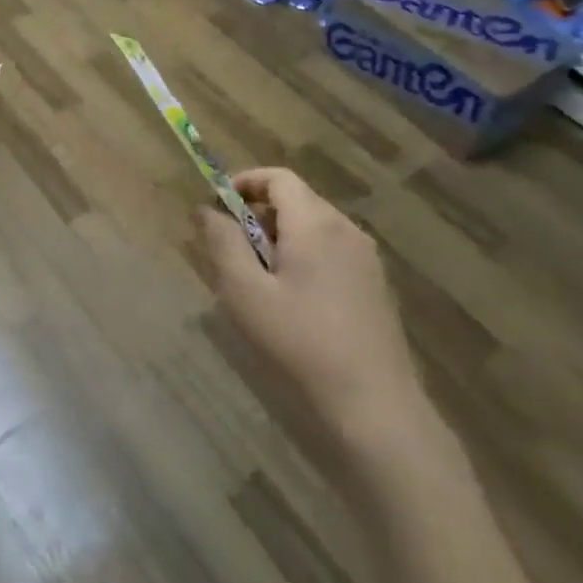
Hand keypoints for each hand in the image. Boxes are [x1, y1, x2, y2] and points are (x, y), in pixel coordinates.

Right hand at [200, 168, 426, 450]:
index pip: (278, 177)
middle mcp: (346, 229)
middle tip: (230, 250)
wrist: (374, 406)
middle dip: (258, 214)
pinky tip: (291, 301)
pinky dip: (302, 257)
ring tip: (256, 280)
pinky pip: (330, 252)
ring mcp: (366, 258)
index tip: (217, 206)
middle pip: (296, 200)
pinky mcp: (374, 285)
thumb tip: (207, 209)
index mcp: (315, 223)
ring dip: (279, 238)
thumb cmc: (300, 342)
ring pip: (313, 227)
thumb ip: (223, 242)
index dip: (244, 182)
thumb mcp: (245, 292)